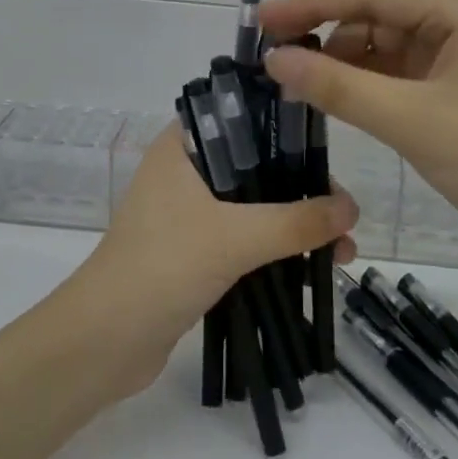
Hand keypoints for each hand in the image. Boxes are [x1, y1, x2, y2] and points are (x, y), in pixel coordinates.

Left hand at [72, 124, 356, 397]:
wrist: (105, 342)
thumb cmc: (164, 267)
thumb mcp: (235, 238)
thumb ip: (296, 221)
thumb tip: (352, 208)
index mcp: (183, 146)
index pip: (242, 115)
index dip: (286, 127)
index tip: (328, 148)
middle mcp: (185, 170)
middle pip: (256, 164)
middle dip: (303, 188)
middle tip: (344, 212)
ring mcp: (188, 212)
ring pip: (255, 204)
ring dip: (296, 222)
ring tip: (344, 249)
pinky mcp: (194, 250)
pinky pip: (246, 237)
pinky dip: (277, 247)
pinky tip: (314, 265)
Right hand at [260, 0, 457, 260]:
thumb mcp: (413, 123)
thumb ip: (340, 87)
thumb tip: (274, 59)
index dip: (312, 0)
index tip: (261, 22)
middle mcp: (457, 19)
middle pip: (376, 5)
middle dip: (322, 21)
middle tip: (270, 47)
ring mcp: (455, 52)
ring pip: (381, 37)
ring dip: (339, 52)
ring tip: (294, 77)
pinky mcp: (450, 84)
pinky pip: (393, 67)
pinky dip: (359, 77)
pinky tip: (330, 92)